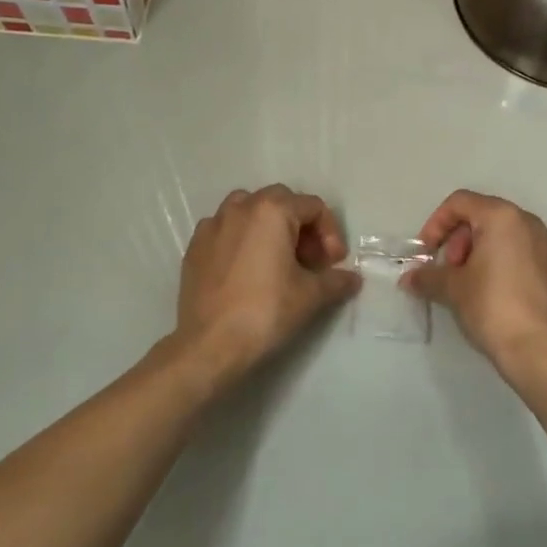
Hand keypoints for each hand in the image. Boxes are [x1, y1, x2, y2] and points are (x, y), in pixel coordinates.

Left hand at [169, 185, 359, 385]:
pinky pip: (225, 229)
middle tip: (310, 260)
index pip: (313, 207)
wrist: (209, 345)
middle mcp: (240, 207)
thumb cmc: (265, 311)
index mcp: (272, 211)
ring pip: (248, 209)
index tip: (333, 264)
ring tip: (277, 259)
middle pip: (281, 202)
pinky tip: (246, 269)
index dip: (330, 233)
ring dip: (269, 227)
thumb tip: (352, 279)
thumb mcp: (311, 295)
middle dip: (301, 227)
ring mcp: (212, 225)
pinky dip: (241, 239)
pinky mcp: (194, 246)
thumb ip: (336, 280)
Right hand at [405, 190, 546, 377]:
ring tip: (469, 284)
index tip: (427, 252)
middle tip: (450, 271)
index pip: (460, 202)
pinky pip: (523, 253)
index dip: (436, 223)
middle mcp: (529, 222)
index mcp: (502, 216)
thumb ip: (428, 277)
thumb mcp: (453, 289)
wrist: (541, 350)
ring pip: (505, 235)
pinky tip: (495, 293)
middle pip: (483, 216)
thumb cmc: (492, 307)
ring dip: (479, 252)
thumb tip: (409, 278)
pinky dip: (503, 263)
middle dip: (459, 240)